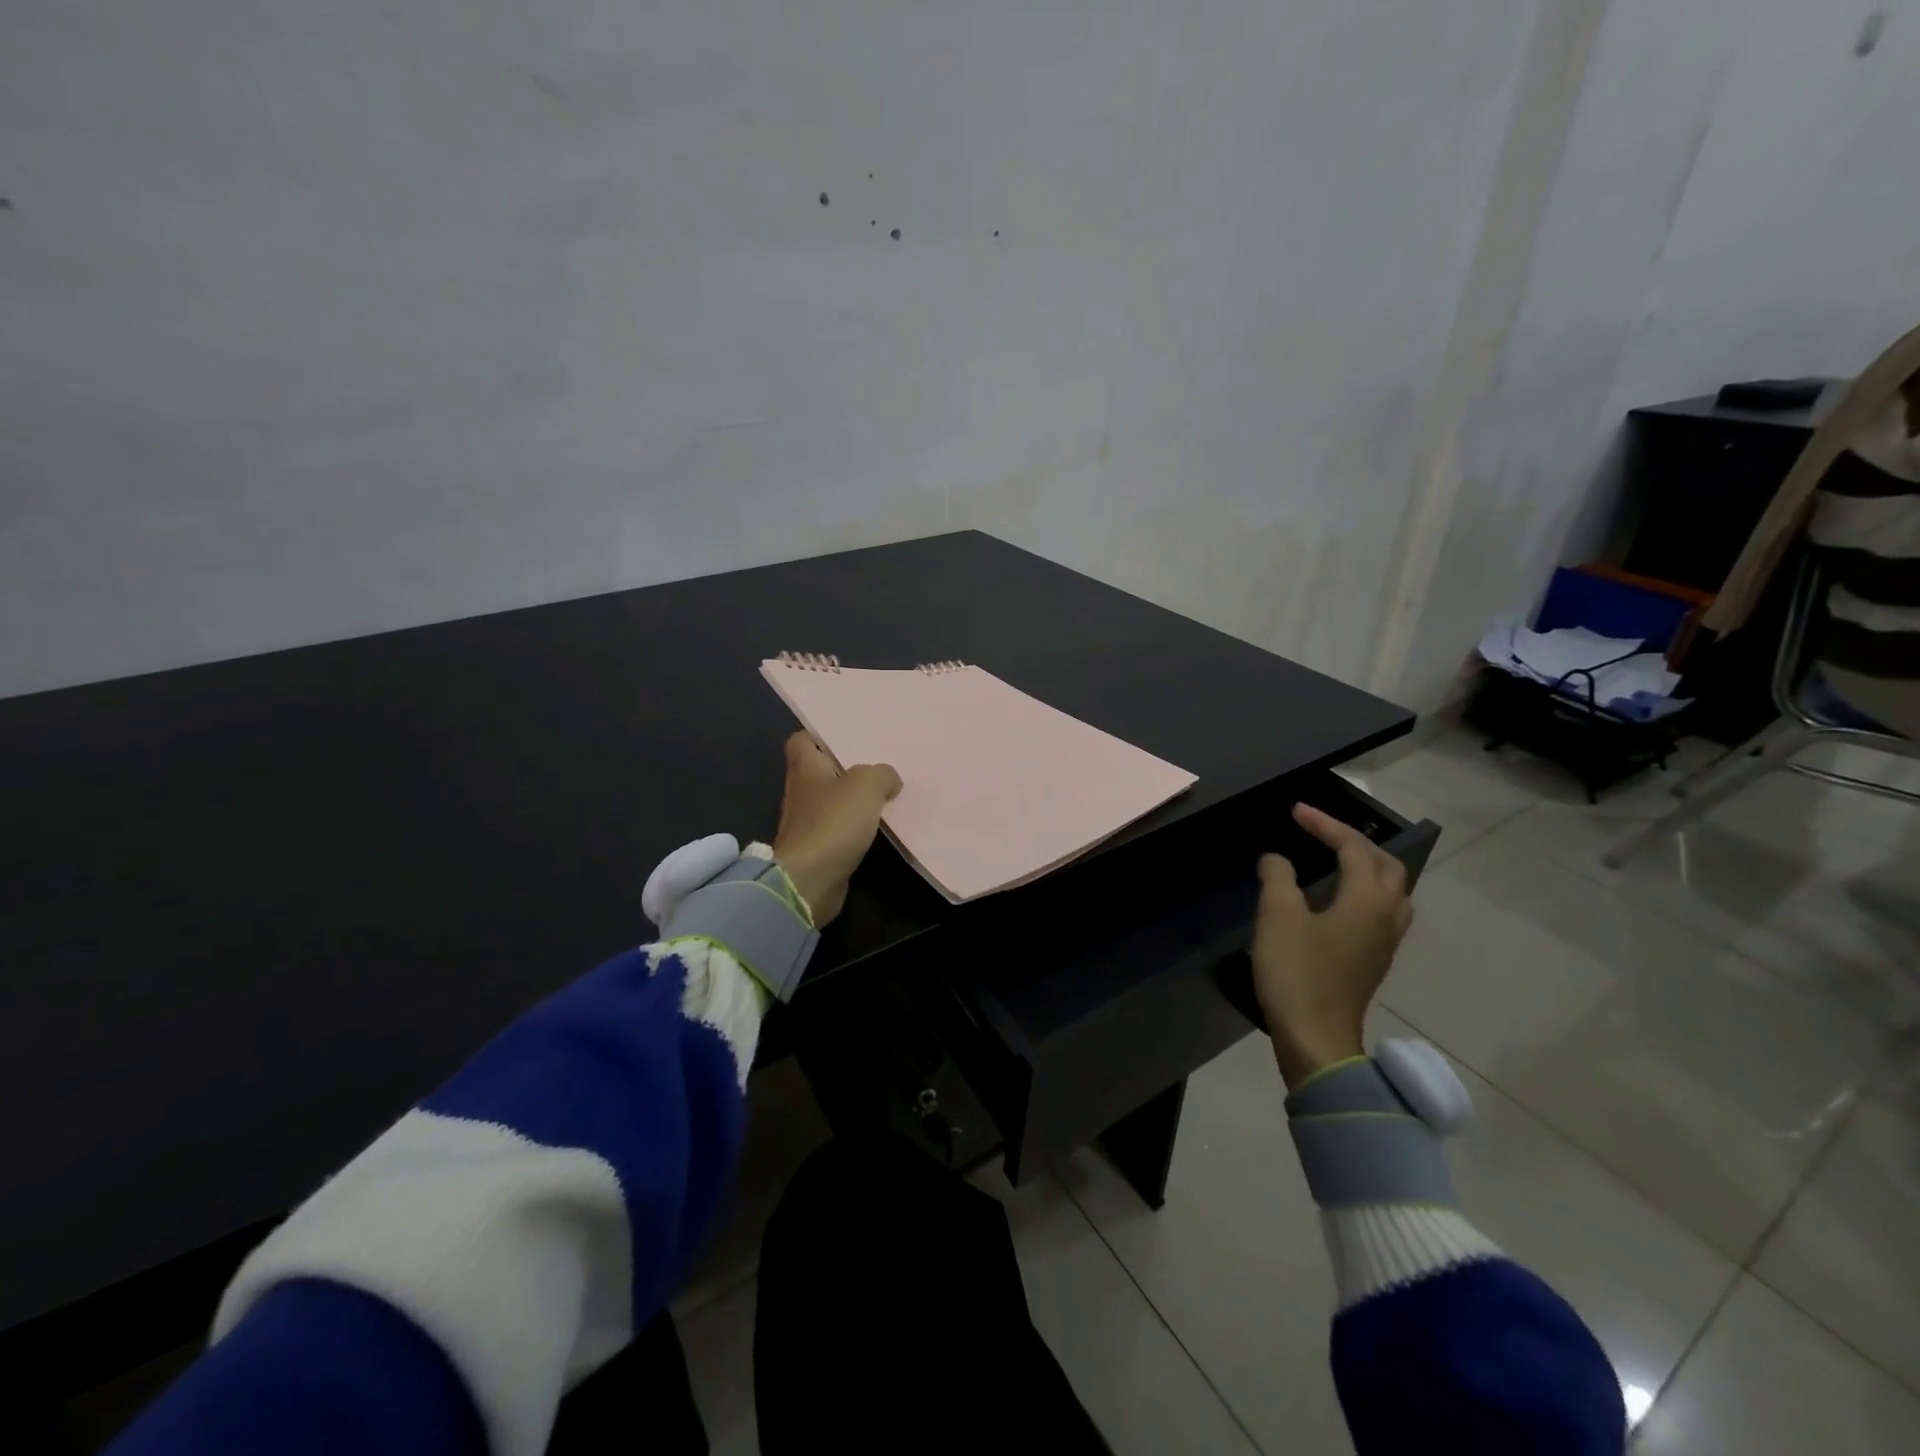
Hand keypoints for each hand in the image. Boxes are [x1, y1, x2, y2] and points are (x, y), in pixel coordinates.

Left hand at [771, 732, 902, 926]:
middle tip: (878, 766)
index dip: (820, 736)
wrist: (809, 881)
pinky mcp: (817, 851)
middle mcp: (801, 792)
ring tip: (885, 796)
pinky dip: (854, 829)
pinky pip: (839, 831)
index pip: (802, 741)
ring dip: (853, 801)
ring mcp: (806, 824)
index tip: (848, 739)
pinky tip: (877, 829)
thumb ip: (882, 774)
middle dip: (846, 769)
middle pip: (821, 772)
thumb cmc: (832, 822)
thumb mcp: (866, 785)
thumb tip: (889, 780)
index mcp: (805, 768)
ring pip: (832, 802)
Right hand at [1251, 803, 1413, 1088]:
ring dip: (1367, 866)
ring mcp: (1384, 942)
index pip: (1354, 848)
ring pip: (1390, 890)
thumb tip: (1277, 860)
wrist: (1316, 1038)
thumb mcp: (1278, 916)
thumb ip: (1278, 878)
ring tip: (1335, 858)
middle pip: (1386, 866)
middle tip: (1320, 831)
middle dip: (1355, 841)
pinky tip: (1339, 899)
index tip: (1295, 811)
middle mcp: (1386, 916)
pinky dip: (1364, 890)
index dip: (1325, 824)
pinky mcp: (1374, 960)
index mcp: (1368, 900)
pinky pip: (1381, 910)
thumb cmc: (1297, 973)